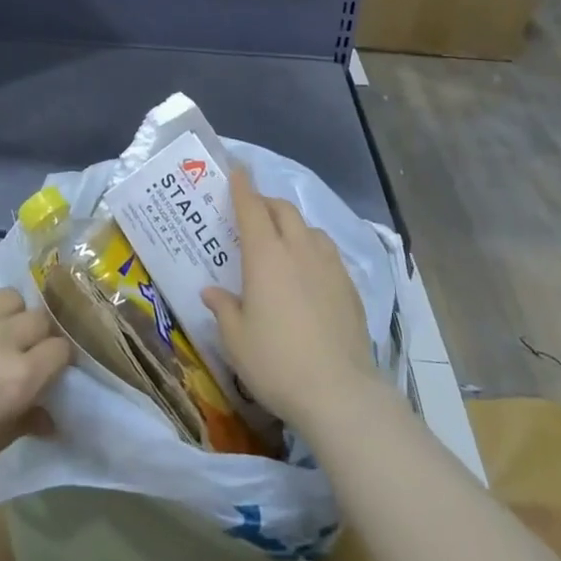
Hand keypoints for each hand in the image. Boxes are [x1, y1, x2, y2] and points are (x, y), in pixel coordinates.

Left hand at [0, 288, 70, 522]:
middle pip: (39, 319)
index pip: (60, 351)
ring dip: (9, 315)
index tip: (47, 372)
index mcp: (19, 379)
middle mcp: (1, 340)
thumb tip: (49, 416)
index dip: (57, 362)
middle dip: (37, 337)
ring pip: (9, 297)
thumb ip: (23, 422)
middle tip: (21, 355)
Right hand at [201, 167, 380, 440]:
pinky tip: (309, 271)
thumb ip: (223, 308)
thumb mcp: (236, 339)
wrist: (339, 392)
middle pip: (283, 210)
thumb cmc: (276, 362)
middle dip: (266, 202)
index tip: (237, 168)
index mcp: (265, 255)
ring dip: (292, 224)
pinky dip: (313, 247)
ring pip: (309, 228)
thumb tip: (211, 291)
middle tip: (253, 211)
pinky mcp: (349, 286)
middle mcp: (298, 249)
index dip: (242, 186)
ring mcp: (329, 265)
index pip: (252, 207)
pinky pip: (327, 251)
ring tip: (282, 240)